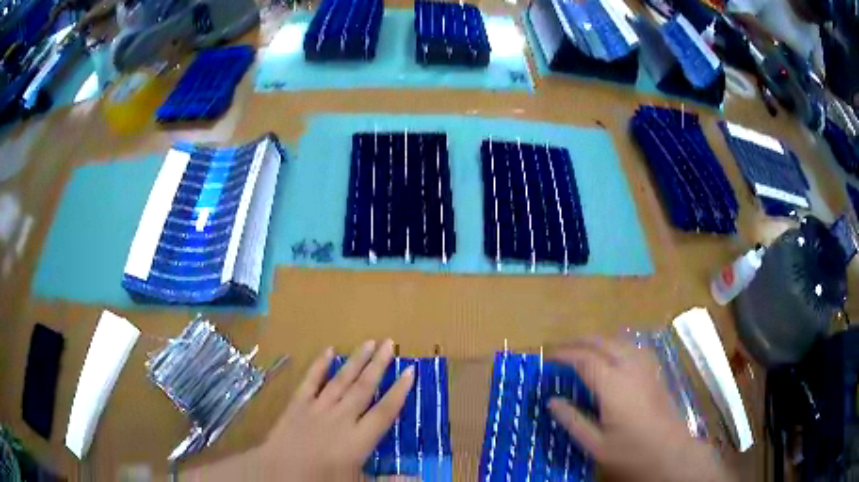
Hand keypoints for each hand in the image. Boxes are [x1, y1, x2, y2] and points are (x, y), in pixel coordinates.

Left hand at [258, 340, 414, 480]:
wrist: (278, 473)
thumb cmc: (320, 481)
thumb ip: (388, 480)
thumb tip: (419, 477)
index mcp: (358, 439)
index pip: (385, 411)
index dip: (399, 391)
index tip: (410, 370)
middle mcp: (341, 418)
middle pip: (364, 387)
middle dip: (379, 364)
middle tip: (390, 343)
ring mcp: (318, 408)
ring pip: (341, 380)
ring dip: (356, 360)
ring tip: (369, 342)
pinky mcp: (298, 404)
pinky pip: (310, 381)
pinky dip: (319, 365)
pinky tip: (329, 350)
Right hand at [548, 338, 734, 481]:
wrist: (670, 453)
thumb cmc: (631, 452)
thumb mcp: (595, 444)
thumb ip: (572, 421)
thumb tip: (552, 401)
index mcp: (613, 385)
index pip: (584, 359)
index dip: (564, 355)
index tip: (547, 357)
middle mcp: (630, 368)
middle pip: (602, 342)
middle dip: (579, 341)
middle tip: (561, 350)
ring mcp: (646, 368)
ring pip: (620, 341)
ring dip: (599, 340)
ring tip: (584, 349)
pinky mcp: (656, 372)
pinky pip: (634, 347)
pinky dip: (618, 344)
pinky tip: (615, 355)